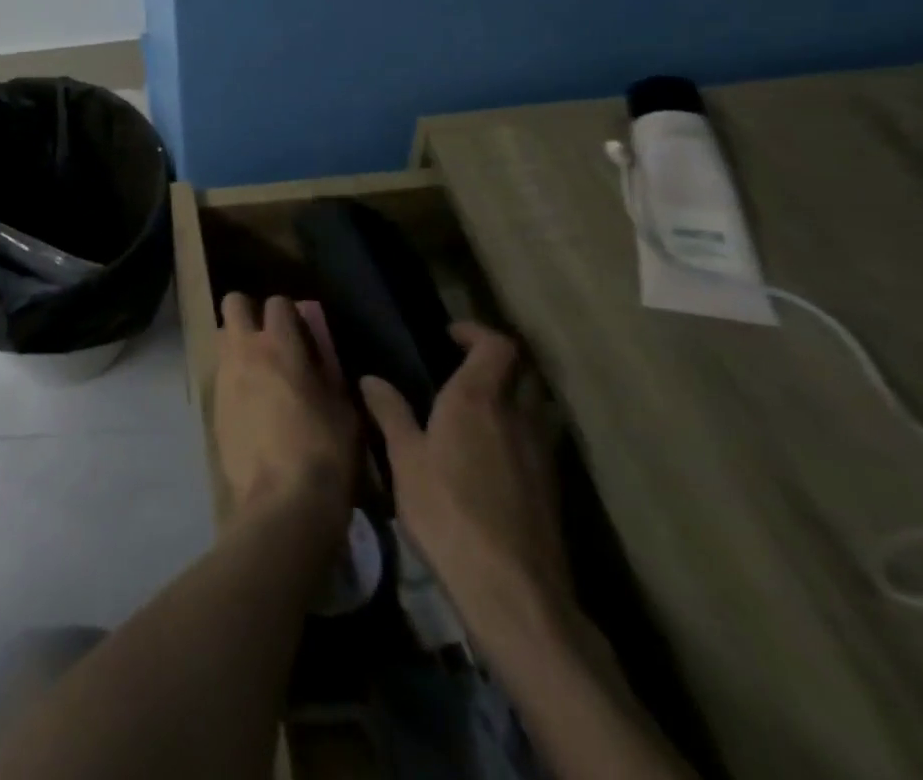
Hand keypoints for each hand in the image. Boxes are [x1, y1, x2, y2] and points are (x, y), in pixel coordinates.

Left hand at [214, 293, 357, 541]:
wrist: (282, 504)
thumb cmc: (324, 454)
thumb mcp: (344, 411)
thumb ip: (329, 374)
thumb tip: (320, 358)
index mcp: (280, 346)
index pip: (277, 302)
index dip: (290, 313)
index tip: (301, 331)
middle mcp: (245, 351)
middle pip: (234, 303)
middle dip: (250, 312)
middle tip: (270, 338)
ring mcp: (224, 376)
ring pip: (222, 336)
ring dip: (238, 343)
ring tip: (260, 371)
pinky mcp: (212, 404)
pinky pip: (220, 373)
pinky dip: (233, 377)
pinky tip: (251, 405)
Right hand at [360, 323, 571, 639]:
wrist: (512, 590)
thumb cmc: (447, 512)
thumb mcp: (404, 460)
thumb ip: (390, 413)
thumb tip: (370, 379)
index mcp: (478, 400)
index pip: (497, 346)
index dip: (476, 332)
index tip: (448, 335)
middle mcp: (517, 417)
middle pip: (525, 371)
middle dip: (499, 360)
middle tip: (464, 365)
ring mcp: (541, 453)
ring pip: (538, 405)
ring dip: (515, 394)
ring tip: (479, 407)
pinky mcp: (552, 487)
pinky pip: (540, 438)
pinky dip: (521, 429)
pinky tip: (493, 453)